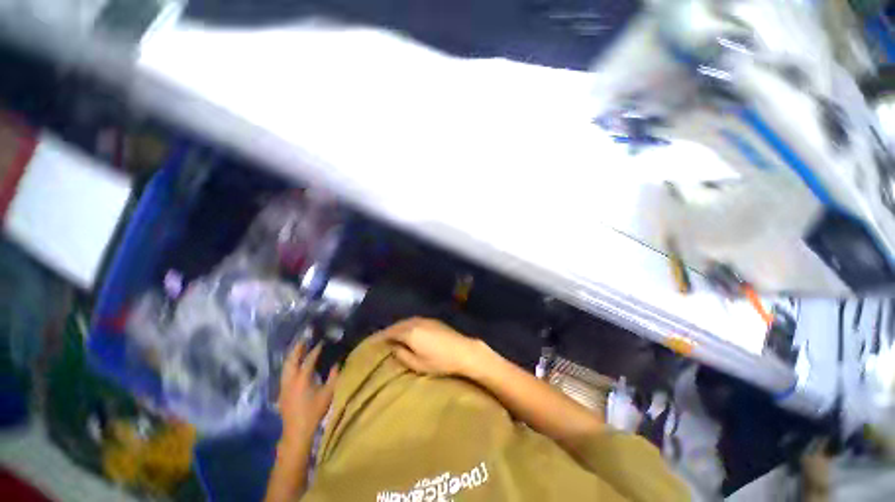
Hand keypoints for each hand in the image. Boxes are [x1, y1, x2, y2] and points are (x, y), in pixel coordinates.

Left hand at [278, 341, 337, 449]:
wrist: (297, 431)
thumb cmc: (314, 411)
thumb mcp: (328, 393)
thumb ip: (334, 376)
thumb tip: (337, 363)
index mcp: (302, 379)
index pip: (309, 359)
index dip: (315, 350)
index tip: (321, 342)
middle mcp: (290, 380)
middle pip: (291, 360)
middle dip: (297, 349)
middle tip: (304, 339)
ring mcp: (283, 386)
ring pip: (285, 366)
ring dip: (292, 356)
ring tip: (298, 348)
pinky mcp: (281, 392)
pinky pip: (284, 373)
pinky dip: (289, 364)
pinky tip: (293, 364)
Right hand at [379, 318, 490, 377]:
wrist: (463, 350)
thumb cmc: (440, 361)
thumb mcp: (418, 364)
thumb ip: (402, 355)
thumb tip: (393, 347)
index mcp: (409, 332)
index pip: (389, 333)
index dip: (379, 338)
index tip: (370, 343)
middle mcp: (415, 322)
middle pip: (397, 325)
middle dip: (387, 332)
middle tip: (379, 340)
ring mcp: (425, 319)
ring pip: (405, 322)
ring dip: (397, 328)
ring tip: (390, 336)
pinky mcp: (432, 320)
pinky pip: (413, 321)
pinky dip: (406, 326)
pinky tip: (406, 332)